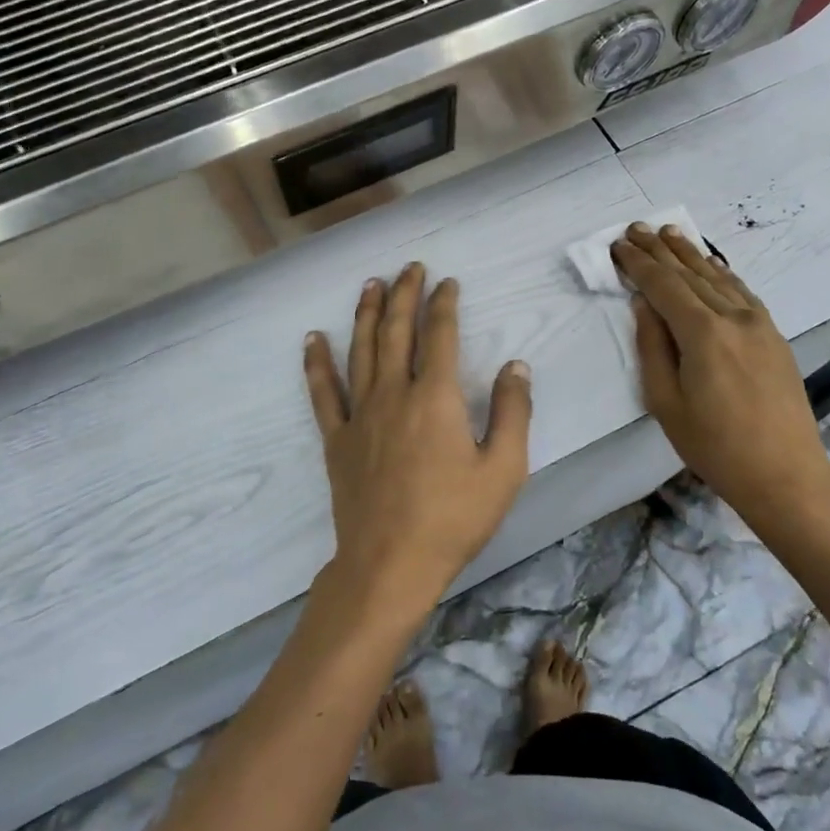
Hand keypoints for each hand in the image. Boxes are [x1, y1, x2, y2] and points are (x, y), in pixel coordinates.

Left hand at [304, 264, 532, 626]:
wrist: (390, 563)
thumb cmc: (454, 518)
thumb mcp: (504, 469)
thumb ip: (514, 412)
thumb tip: (516, 365)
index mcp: (436, 398)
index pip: (440, 335)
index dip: (444, 304)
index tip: (447, 282)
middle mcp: (394, 393)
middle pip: (397, 331)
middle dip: (405, 294)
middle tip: (409, 268)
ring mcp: (360, 414)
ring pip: (361, 350)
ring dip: (367, 314)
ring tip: (370, 285)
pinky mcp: (337, 439)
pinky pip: (323, 392)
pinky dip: (317, 363)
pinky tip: (313, 339)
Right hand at [611, 223, 829, 523]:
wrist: (784, 472)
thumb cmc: (714, 445)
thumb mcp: (666, 402)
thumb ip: (652, 347)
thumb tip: (644, 305)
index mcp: (703, 334)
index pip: (664, 286)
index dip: (639, 264)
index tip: (619, 246)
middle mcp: (733, 317)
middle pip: (691, 274)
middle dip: (661, 250)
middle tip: (637, 228)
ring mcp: (759, 324)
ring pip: (718, 277)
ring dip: (691, 254)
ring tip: (670, 233)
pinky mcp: (773, 335)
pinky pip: (741, 291)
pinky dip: (721, 273)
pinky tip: (711, 264)